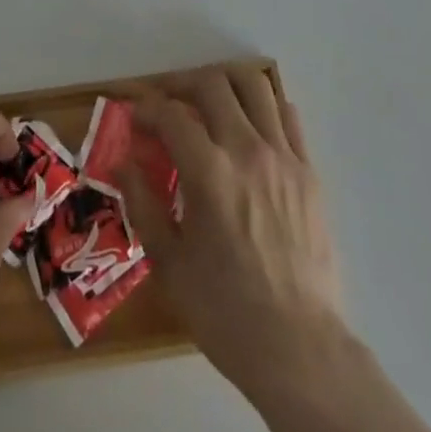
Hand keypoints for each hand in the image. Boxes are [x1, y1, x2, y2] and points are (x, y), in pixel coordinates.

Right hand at [120, 66, 345, 389]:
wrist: (299, 349)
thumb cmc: (225, 311)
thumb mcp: (170, 264)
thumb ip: (143, 204)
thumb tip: (122, 162)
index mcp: (209, 173)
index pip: (170, 114)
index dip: (146, 108)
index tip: (135, 117)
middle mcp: (247, 150)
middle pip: (212, 84)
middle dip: (182, 85)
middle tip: (168, 103)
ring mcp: (283, 156)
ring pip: (255, 85)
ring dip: (225, 83)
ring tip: (209, 101)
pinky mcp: (308, 170)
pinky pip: (287, 115)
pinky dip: (263, 106)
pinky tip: (250, 124)